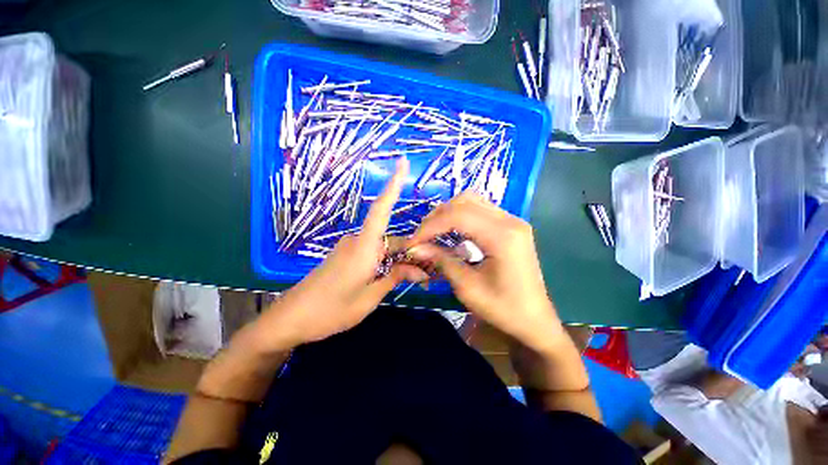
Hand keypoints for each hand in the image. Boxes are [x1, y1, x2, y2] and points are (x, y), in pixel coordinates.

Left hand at [255, 158, 427, 349]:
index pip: (382, 210)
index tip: (402, 163)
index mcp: (364, 247)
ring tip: (415, 278)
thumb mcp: (370, 297)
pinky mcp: (347, 256)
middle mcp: (358, 242)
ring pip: (383, 247)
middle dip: (411, 252)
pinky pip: (373, 254)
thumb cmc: (331, 310)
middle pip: (392, 238)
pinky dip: (387, 262)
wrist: (291, 319)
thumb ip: (395, 278)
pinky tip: (395, 276)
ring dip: (400, 259)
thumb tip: (421, 270)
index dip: (393, 185)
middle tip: (427, 273)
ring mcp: (351, 248)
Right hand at [406, 192, 560, 350]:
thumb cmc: (503, 309)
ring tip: (433, 231)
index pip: (458, 216)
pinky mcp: (510, 226)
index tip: (413, 242)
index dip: (430, 226)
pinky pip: (479, 210)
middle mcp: (509, 220)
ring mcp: (512, 220)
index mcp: (502, 236)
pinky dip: (460, 216)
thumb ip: (441, 261)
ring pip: (472, 201)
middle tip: (422, 236)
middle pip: (465, 201)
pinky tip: (451, 231)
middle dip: (438, 216)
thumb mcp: (467, 287)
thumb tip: (414, 248)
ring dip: (448, 213)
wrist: (534, 320)